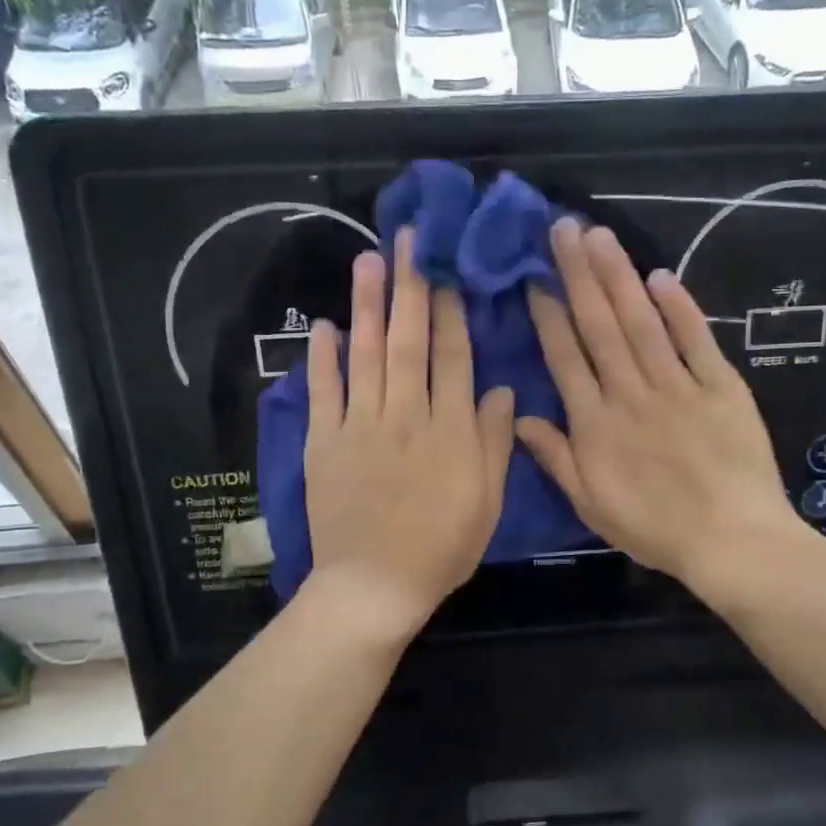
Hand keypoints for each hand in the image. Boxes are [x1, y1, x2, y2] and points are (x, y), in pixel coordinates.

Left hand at [302, 227, 515, 642]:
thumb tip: (502, 390)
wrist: (374, 584)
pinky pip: (324, 392)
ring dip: (367, 306)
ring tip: (368, 261)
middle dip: (410, 287)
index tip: (449, 271)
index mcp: (450, 430)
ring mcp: (360, 426)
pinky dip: (323, 359)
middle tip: (408, 240)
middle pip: (409, 341)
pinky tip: (325, 326)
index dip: (453, 311)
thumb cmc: (442, 547)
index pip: (454, 357)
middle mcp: (406, 415)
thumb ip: (494, 442)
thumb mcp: (487, 501)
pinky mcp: (325, 442)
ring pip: (366, 355)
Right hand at [516, 219, 802, 594]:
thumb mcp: (591, 505)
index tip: (534, 276)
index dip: (548, 314)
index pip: (565, 357)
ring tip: (599, 236)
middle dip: (579, 274)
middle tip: (563, 228)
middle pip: (600, 326)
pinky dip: (680, 307)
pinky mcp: (721, 387)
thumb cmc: (655, 530)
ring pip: (641, 323)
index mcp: (596, 424)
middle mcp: (630, 394)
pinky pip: (697, 340)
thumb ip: (556, 457)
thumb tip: (519, 417)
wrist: (732, 541)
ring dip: (618, 277)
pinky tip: (661, 275)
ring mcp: (678, 386)